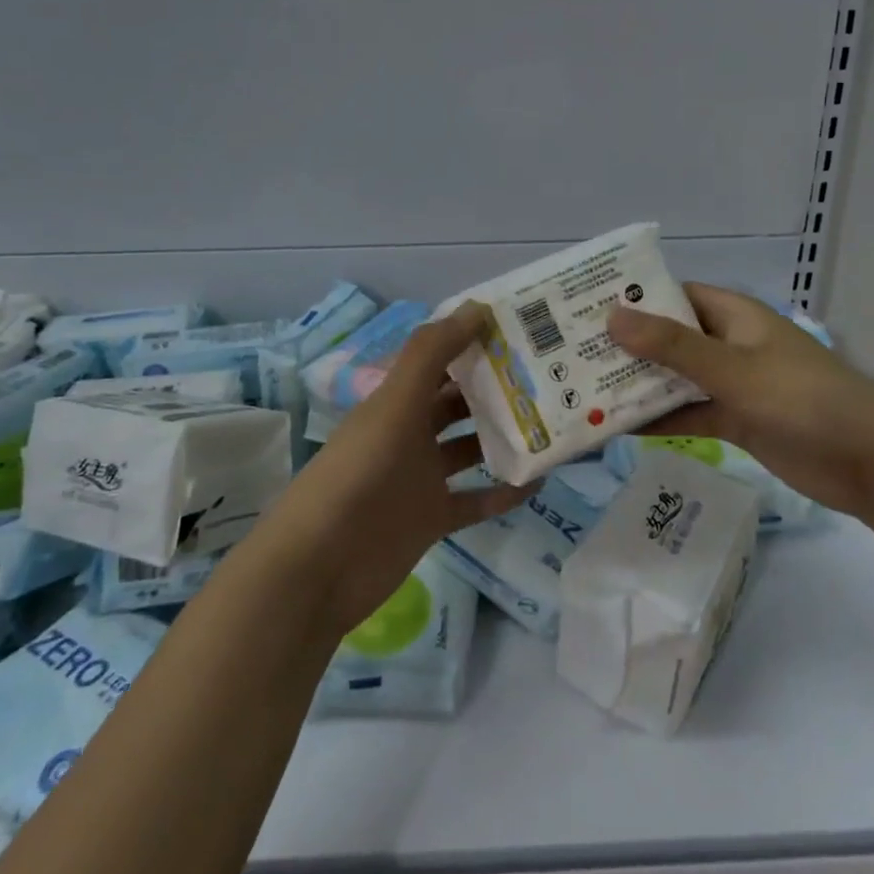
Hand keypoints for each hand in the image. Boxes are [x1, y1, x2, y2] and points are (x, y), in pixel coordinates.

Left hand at [255, 301, 528, 635]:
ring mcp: (421, 478)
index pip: (439, 361)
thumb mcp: (394, 406)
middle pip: (458, 403)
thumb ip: (431, 354)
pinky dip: (505, 492)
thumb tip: (477, 307)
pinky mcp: (433, 519)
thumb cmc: (359, 475)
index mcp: (396, 402)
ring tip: (552, 422)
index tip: (520, 329)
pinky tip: (540, 481)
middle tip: (548, 374)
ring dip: (504, 436)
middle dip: (496, 388)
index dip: (472, 342)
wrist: (321, 567)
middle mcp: (410, 434)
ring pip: (471, 448)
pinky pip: (477, 500)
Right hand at [607, 283, 873, 518]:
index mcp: (733, 315)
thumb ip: (673, 347)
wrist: (870, 463)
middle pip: (667, 339)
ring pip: (674, 379)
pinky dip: (659, 420)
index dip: (631, 301)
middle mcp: (728, 344)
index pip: (672, 296)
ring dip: (637, 387)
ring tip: (581, 394)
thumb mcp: (733, 369)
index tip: (583, 311)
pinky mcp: (736, 421)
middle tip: (569, 358)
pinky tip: (617, 430)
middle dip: (625, 348)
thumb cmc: (804, 400)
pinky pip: (688, 414)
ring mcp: (732, 384)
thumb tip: (611, 316)